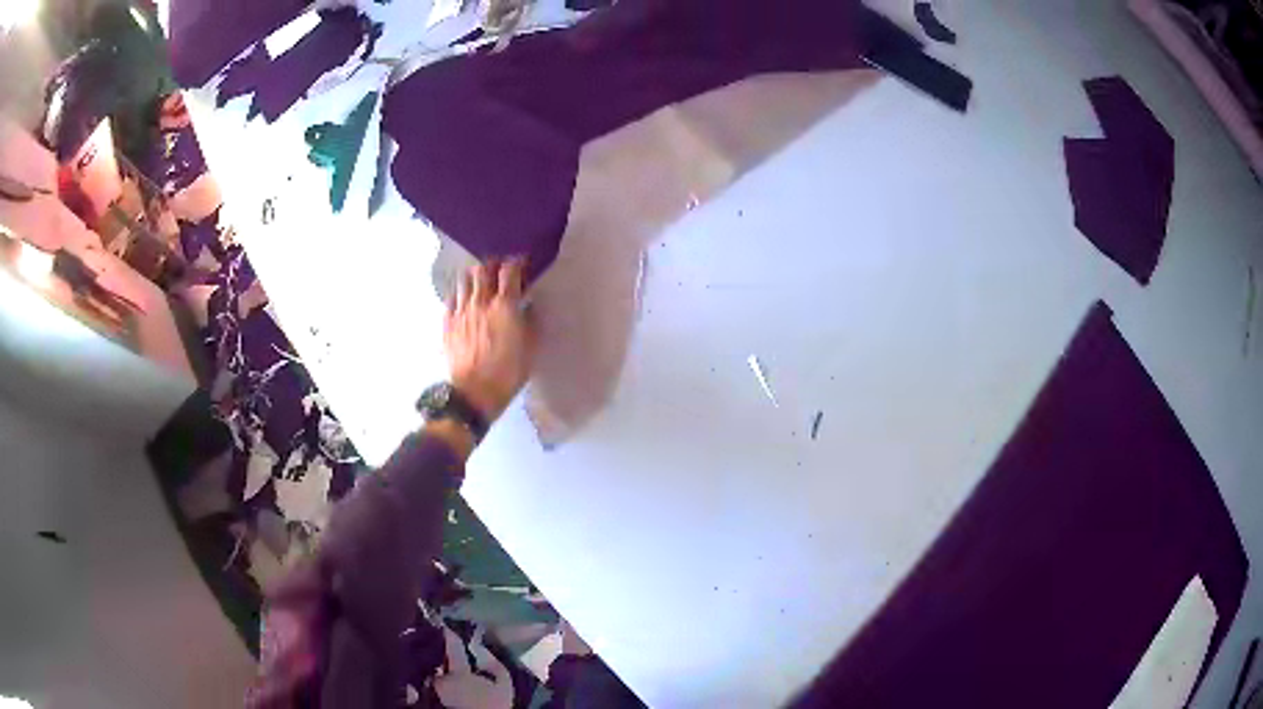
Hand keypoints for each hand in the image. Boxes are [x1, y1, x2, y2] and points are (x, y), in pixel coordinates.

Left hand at [444, 260, 534, 423]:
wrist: (474, 392)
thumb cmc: (508, 372)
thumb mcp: (530, 348)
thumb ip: (531, 322)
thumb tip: (529, 307)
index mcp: (505, 306)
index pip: (509, 272)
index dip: (517, 263)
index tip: (522, 263)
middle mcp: (481, 302)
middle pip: (483, 269)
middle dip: (493, 264)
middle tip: (499, 269)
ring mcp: (461, 311)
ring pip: (464, 280)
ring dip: (474, 276)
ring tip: (480, 281)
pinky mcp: (448, 323)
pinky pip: (451, 299)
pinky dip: (459, 293)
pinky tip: (464, 299)